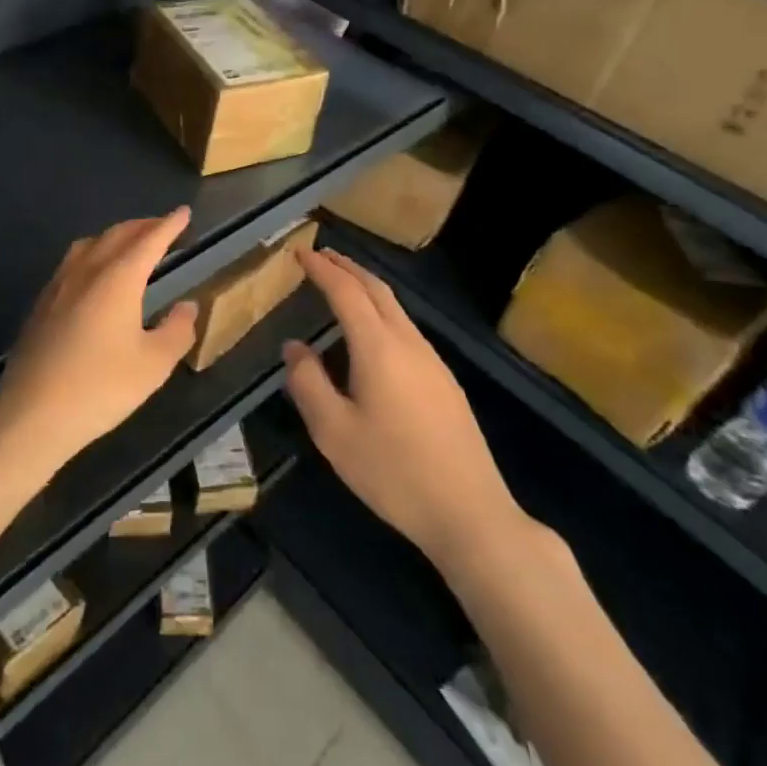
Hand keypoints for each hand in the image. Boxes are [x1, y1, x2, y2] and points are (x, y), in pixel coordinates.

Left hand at [0, 209, 199, 476]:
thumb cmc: (101, 388)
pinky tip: (94, 276)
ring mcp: (58, 285)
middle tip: (162, 226)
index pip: (149, 241)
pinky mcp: (41, 304)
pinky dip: (92, 254)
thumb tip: (187, 306)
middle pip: (117, 235)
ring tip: (129, 244)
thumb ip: (176, 331)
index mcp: (118, 279)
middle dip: (142, 226)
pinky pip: (72, 262)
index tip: (183, 212)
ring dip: (114, 237)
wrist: (33, 413)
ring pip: (89, 244)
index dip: (169, 225)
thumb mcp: (153, 365)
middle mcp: (87, 271)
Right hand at [284, 247, 535, 587]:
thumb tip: (295, 347)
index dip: (322, 268)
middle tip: (321, 256)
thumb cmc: (393, 472)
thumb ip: (308, 383)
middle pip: (377, 289)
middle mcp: (409, 343)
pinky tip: (373, 334)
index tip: (300, 251)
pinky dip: (382, 312)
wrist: (471, 514)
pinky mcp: (446, 383)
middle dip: (347, 267)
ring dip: (367, 288)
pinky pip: (407, 329)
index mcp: (379, 348)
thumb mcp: (334, 432)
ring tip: (342, 286)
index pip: (346, 291)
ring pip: (396, 308)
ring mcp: (433, 362)